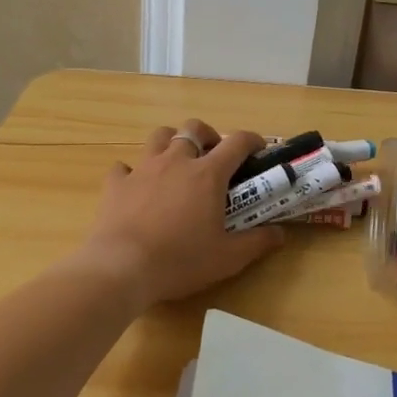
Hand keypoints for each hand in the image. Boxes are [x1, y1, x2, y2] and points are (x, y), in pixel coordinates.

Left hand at [76, 120, 284, 311]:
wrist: (121, 268)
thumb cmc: (180, 260)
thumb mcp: (228, 258)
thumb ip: (257, 242)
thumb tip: (280, 234)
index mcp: (208, 174)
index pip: (237, 142)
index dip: (252, 140)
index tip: (259, 150)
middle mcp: (176, 161)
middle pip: (193, 128)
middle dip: (207, 135)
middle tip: (213, 155)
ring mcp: (143, 169)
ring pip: (159, 136)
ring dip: (171, 142)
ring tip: (177, 163)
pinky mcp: (117, 184)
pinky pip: (124, 167)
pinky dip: (132, 172)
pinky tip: (137, 187)